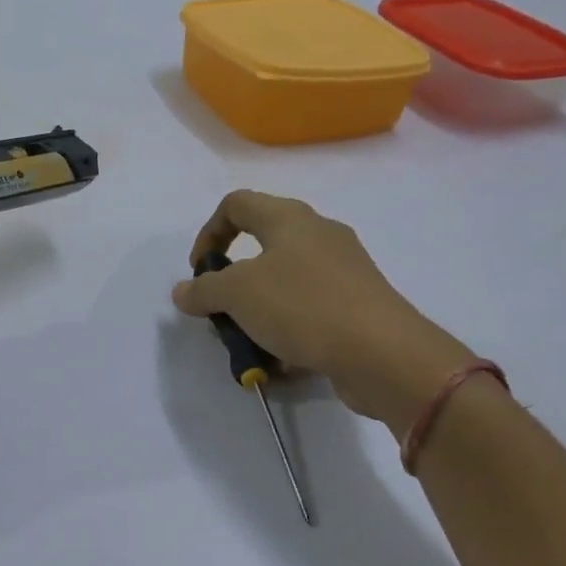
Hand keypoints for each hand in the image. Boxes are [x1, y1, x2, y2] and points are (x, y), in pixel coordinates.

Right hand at [172, 190, 474, 428]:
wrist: (382, 352)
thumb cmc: (302, 306)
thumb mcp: (237, 295)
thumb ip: (204, 290)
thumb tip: (183, 291)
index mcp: (289, 218)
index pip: (236, 204)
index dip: (208, 233)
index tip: (199, 272)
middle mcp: (318, 234)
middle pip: (261, 246)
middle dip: (233, 282)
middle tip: (223, 312)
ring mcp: (343, 269)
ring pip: (284, 283)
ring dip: (259, 311)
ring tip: (250, 343)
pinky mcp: (358, 303)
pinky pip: (310, 309)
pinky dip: (289, 329)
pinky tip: (283, 361)